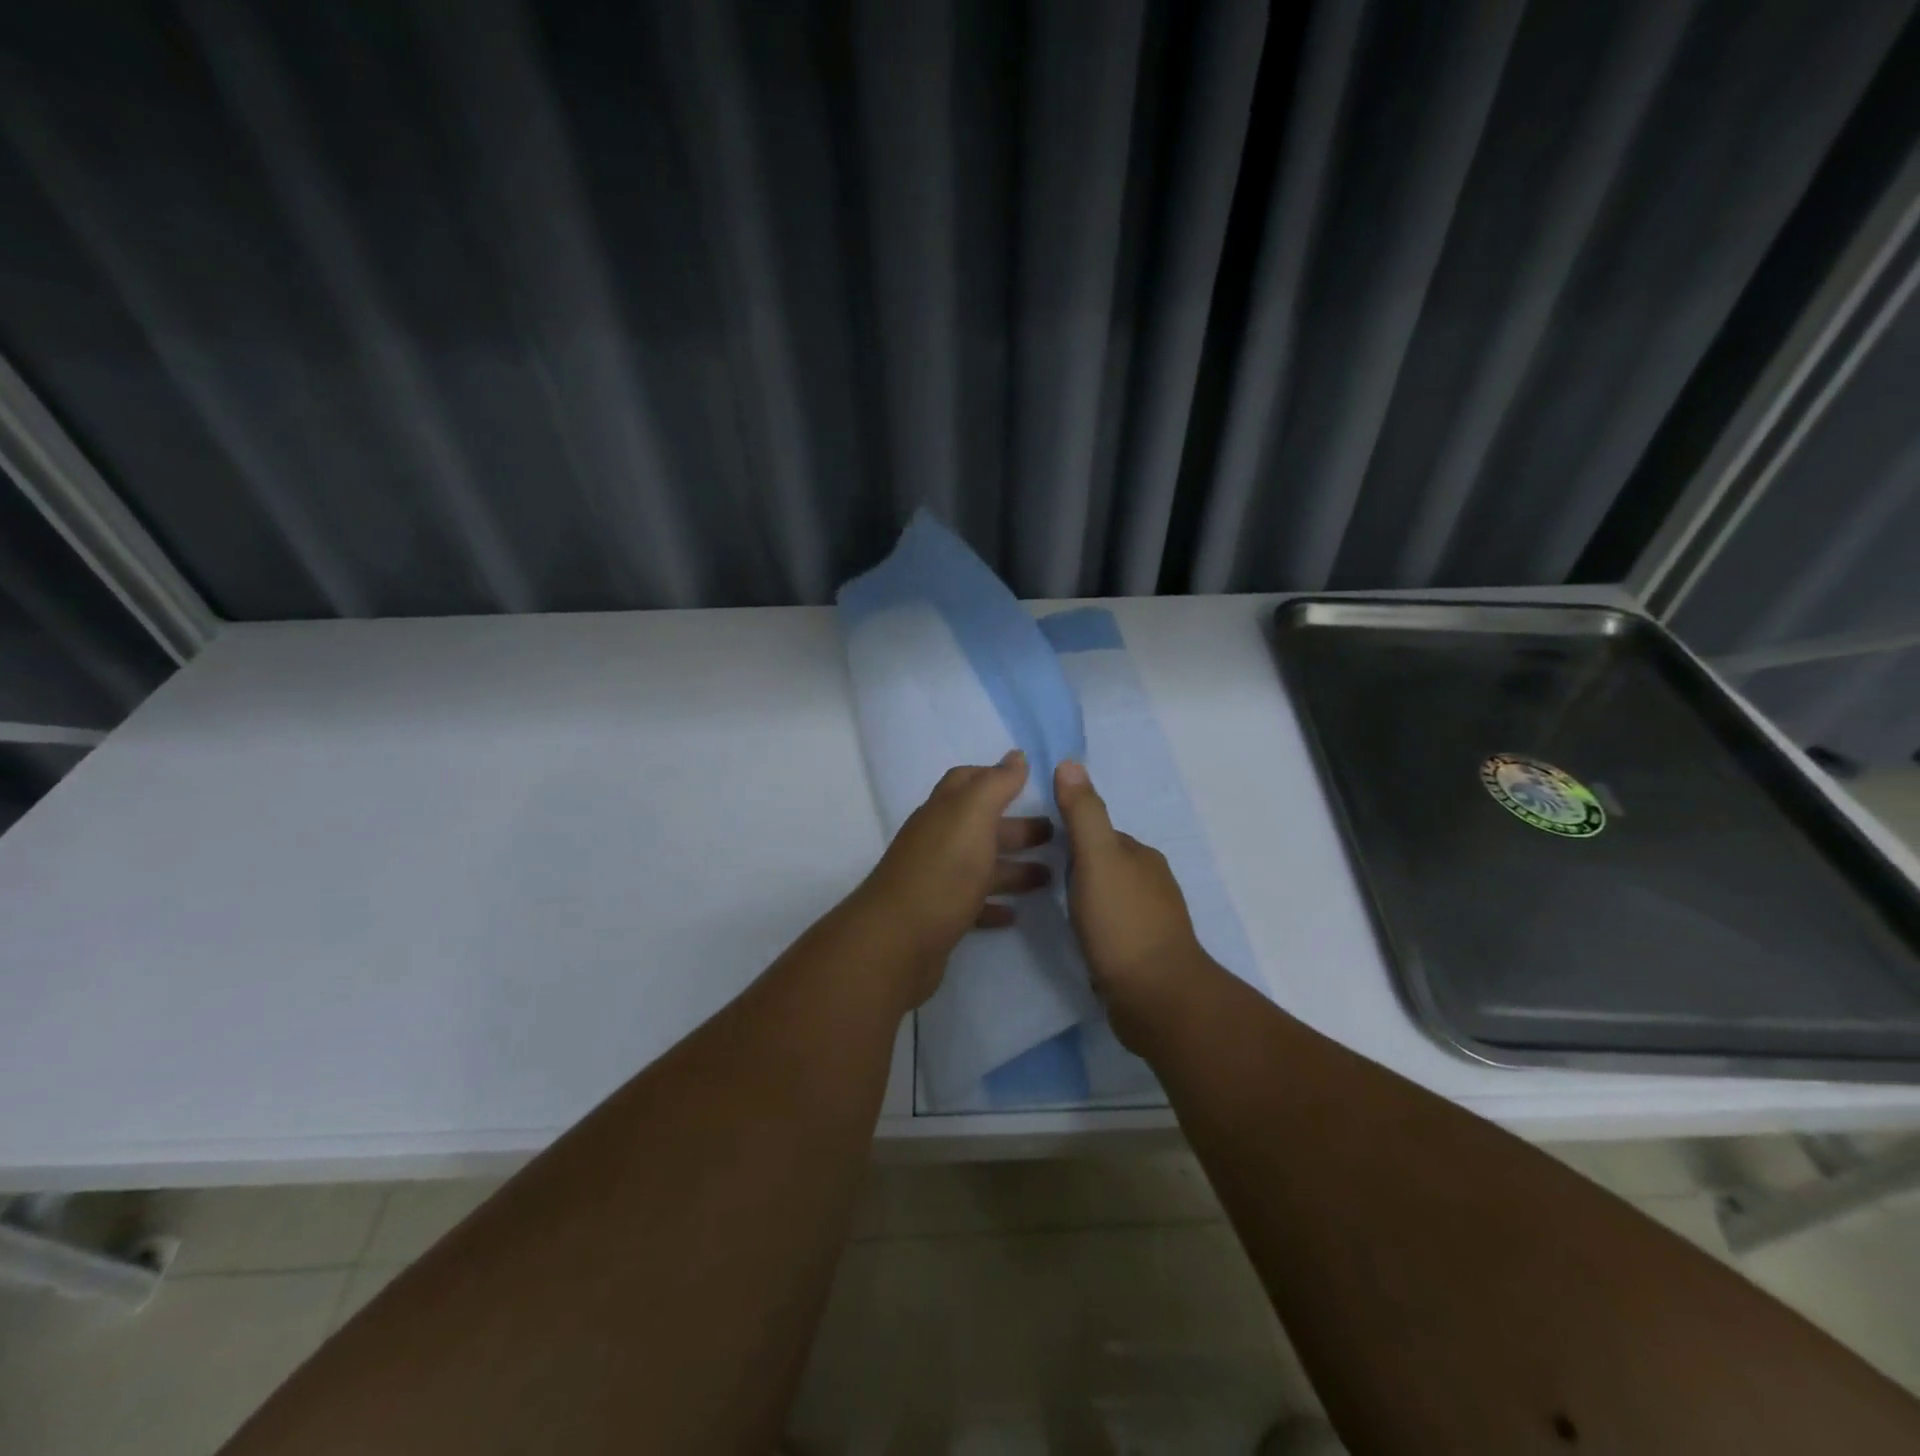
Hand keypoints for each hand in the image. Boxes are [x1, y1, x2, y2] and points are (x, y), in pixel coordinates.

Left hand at [853, 751, 1052, 1005]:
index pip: (967, 781)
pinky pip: (972, 905)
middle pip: (980, 826)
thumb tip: (1015, 755)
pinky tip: (1015, 914)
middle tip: (1056, 835)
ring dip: (1014, 868)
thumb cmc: (943, 871)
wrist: (898, 941)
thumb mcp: (972, 816)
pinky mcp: (939, 918)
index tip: (1031, 783)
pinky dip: (994, 905)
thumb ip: (995, 784)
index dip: (996, 777)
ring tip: (1050, 877)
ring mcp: (936, 880)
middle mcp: (937, 841)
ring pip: (980, 866)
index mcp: (944, 812)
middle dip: (1016, 827)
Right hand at [1055, 759, 1211, 1047]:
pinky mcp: (1145, 951)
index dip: (1067, 836)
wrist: (1157, 998)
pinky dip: (1095, 926)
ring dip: (1084, 898)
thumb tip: (1070, 762)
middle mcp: (1150, 881)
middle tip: (1037, 879)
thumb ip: (1083, 814)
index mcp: (1140, 855)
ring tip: (1053, 909)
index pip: (1096, 833)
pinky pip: (1112, 926)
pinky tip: (1080, 939)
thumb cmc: (1122, 923)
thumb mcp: (1096, 859)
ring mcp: (1151, 918)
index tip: (1035, 847)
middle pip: (1102, 863)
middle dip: (1074, 867)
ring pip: (1108, 895)